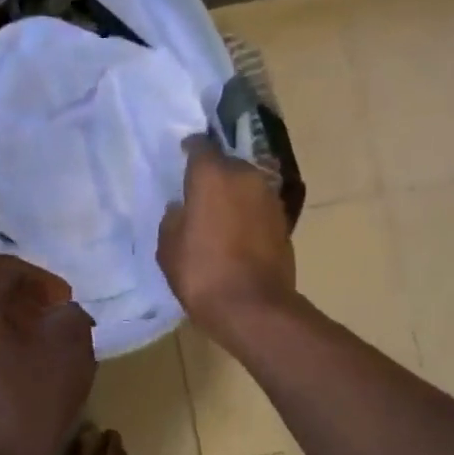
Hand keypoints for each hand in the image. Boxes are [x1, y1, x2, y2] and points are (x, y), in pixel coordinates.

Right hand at [158, 137, 296, 344]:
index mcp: (213, 175)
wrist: (254, 308)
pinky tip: (236, 233)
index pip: (200, 146)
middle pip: (227, 164)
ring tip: (218, 215)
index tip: (182, 157)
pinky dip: (248, 214)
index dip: (190, 150)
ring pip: (246, 185)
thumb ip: (173, 220)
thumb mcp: (169, 248)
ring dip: (233, 195)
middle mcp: (246, 176)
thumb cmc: (202, 273)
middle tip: (198, 193)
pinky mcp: (285, 221)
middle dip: (213, 175)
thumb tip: (182, 209)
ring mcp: (269, 198)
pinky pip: (259, 207)